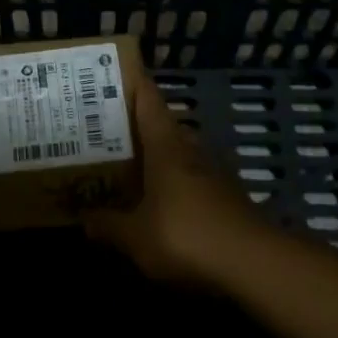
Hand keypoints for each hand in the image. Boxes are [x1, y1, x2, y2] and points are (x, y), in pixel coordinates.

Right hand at [85, 75, 267, 285]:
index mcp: (166, 146)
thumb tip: (83, 218)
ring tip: (129, 165)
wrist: (253, 265)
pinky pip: (192, 180)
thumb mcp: (135, 236)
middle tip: (108, 130)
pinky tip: (159, 202)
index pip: (149, 100)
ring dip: (159, 156)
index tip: (115, 72)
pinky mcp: (227, 199)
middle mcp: (190, 151)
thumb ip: (108, 225)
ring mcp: (213, 174)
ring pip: (180, 153)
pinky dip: (174, 184)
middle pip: (165, 125)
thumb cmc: (186, 236)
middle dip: (139, 125)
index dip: (133, 83)